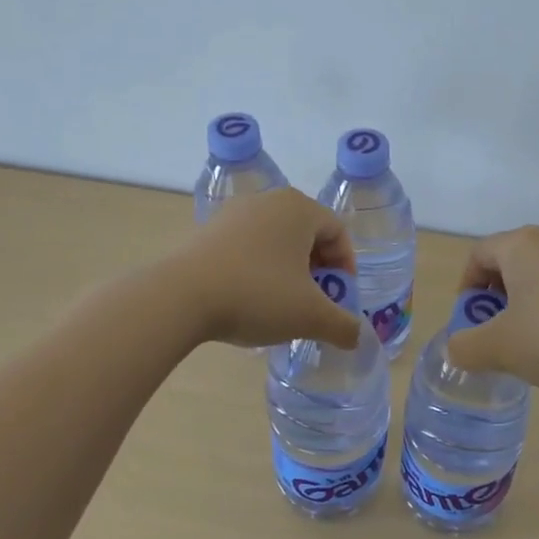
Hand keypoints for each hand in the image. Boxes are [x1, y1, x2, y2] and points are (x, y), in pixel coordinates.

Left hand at [175, 189, 363, 349]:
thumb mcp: (310, 316)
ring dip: (287, 271)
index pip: (338, 232)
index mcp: (299, 208)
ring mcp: (233, 213)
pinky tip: (249, 299)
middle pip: (307, 234)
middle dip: (317, 270)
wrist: (180, 297)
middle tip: (315, 302)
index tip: (340, 299)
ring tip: (282, 305)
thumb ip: (343, 327)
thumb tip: (358, 337)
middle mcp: (268, 201)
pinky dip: (258, 270)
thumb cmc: (257, 295)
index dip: (346, 267)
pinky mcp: (207, 231)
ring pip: (275, 241)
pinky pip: (246, 247)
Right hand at [445, 226, 538, 390]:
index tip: (468, 321)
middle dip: (495, 297)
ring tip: (529, 341)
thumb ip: (466, 347)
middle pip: (510, 261)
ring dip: (526, 304)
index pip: (478, 254)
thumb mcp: (500, 348)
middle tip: (495, 332)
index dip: (465, 287)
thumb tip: (456, 350)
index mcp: (521, 245)